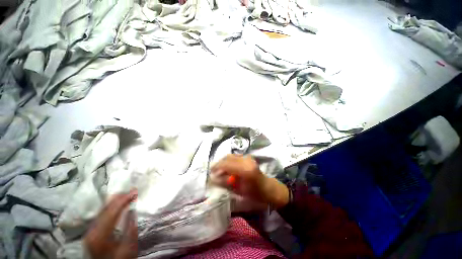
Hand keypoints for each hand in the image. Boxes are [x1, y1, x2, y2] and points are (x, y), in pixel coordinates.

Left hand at [84, 190, 137, 258]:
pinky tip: (116, 204)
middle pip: (105, 209)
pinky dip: (110, 207)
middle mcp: (92, 231)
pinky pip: (101, 214)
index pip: (112, 212)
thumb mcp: (128, 248)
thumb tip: (132, 211)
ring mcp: (90, 231)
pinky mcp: (91, 231)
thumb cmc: (118, 258)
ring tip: (126, 194)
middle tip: (132, 190)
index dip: (123, 200)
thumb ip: (130, 229)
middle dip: (119, 198)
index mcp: (100, 235)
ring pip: (102, 211)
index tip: (135, 191)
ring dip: (115, 201)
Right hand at [211, 154, 288, 208]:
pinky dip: (229, 160)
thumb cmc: (254, 193)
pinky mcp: (248, 157)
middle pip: (228, 157)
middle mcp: (246, 160)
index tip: (210, 172)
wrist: (267, 188)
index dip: (217, 166)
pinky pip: (235, 156)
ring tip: (219, 169)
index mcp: (245, 169)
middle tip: (213, 171)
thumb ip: (225, 183)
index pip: (227, 164)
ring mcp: (248, 157)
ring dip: (224, 161)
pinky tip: (227, 167)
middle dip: (219, 163)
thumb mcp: (239, 191)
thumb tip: (213, 178)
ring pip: (231, 156)